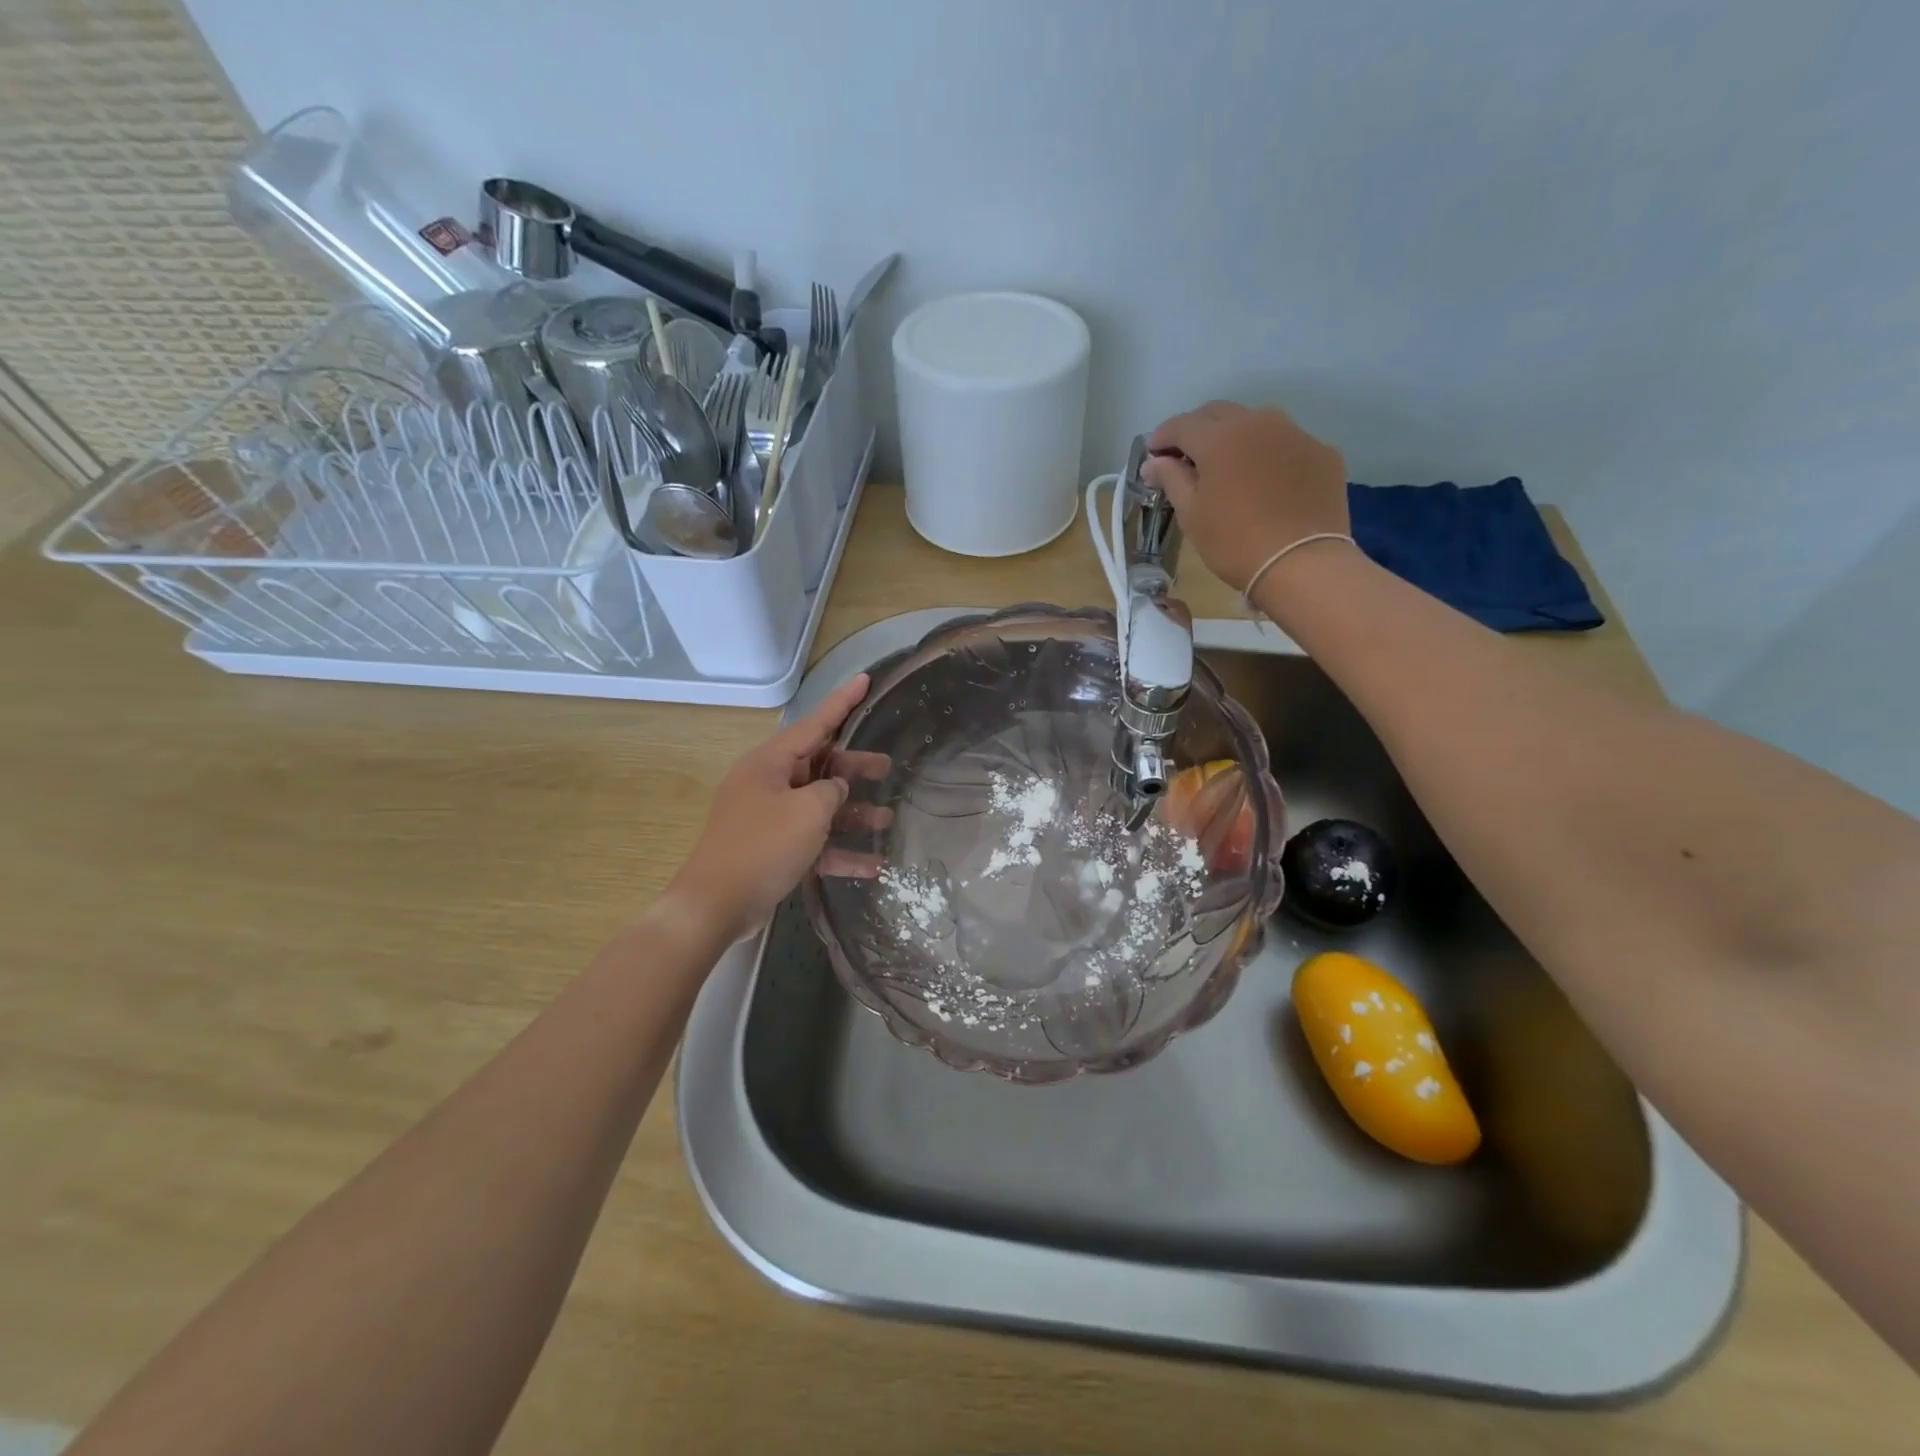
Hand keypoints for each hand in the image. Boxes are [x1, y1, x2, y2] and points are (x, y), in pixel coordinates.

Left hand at [671, 674, 890, 940]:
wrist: (716, 905)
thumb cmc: (763, 846)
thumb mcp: (807, 812)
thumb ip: (832, 792)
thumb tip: (837, 791)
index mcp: (771, 763)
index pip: (815, 723)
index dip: (843, 702)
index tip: (866, 680)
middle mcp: (769, 784)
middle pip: (820, 766)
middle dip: (855, 768)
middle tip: (887, 767)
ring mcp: (770, 818)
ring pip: (820, 806)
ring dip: (853, 814)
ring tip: (888, 818)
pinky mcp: (774, 849)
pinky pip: (814, 842)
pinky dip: (839, 851)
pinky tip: (872, 865)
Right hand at [1143, 401, 1350, 593]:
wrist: (1302, 564)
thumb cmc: (1234, 542)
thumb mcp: (1192, 514)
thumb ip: (1171, 479)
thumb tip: (1153, 461)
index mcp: (1219, 438)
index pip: (1182, 424)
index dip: (1162, 437)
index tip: (1153, 455)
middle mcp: (1258, 422)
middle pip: (1218, 413)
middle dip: (1197, 430)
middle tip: (1186, 458)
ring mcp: (1295, 434)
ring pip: (1255, 423)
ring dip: (1234, 437)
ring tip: (1227, 466)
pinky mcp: (1321, 452)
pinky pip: (1286, 443)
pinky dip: (1268, 454)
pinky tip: (1265, 482)